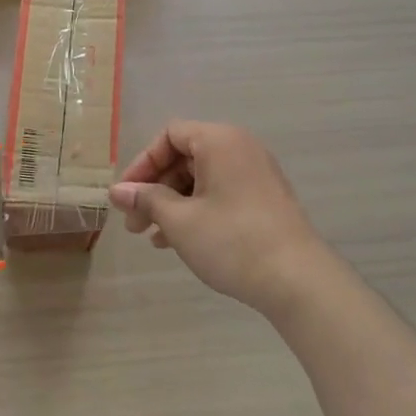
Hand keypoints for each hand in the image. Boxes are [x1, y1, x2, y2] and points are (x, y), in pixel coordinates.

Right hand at [110, 121, 338, 316]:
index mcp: (219, 140)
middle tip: (135, 224)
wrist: (298, 280)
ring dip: (172, 203)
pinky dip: (196, 210)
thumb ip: (146, 200)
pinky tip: (178, 241)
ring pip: (201, 178)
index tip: (127, 196)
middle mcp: (239, 148)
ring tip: (152, 237)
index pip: (170, 135)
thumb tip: (117, 192)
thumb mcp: (180, 221)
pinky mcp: (264, 199)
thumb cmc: (232, 241)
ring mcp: (255, 174)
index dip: (143, 163)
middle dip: (155, 189)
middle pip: (185, 156)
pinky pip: (220, 193)